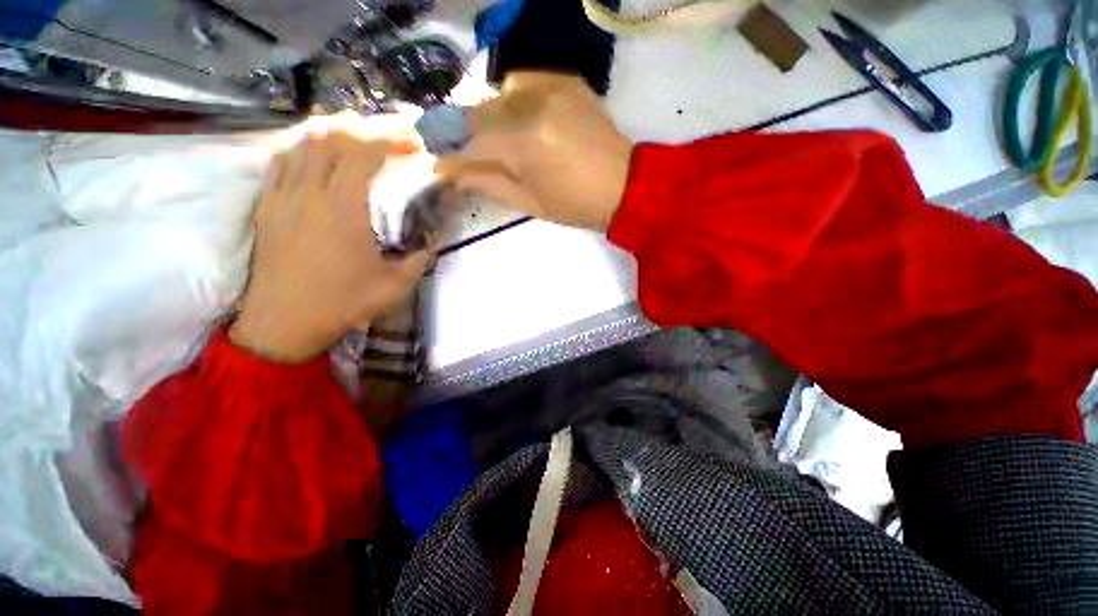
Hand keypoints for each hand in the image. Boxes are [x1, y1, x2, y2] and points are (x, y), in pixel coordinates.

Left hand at [231, 121, 431, 362]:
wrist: (283, 323)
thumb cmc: (342, 303)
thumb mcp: (395, 286)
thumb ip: (420, 257)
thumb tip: (434, 239)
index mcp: (343, 209)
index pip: (363, 152)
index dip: (390, 137)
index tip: (413, 142)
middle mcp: (308, 192)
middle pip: (333, 136)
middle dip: (367, 127)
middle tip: (392, 135)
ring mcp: (282, 195)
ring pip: (304, 142)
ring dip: (336, 132)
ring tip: (361, 137)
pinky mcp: (266, 205)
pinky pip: (283, 160)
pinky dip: (305, 147)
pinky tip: (319, 154)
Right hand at [435, 72, 633, 231]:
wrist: (624, 187)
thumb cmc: (575, 205)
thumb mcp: (529, 203)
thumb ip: (489, 184)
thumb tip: (454, 176)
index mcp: (524, 145)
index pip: (472, 143)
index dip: (452, 155)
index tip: (439, 164)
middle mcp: (533, 106)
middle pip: (480, 111)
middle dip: (468, 134)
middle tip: (468, 153)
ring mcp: (553, 88)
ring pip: (500, 92)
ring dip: (493, 115)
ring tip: (503, 137)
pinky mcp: (569, 82)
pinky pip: (526, 80)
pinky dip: (516, 98)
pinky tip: (525, 118)